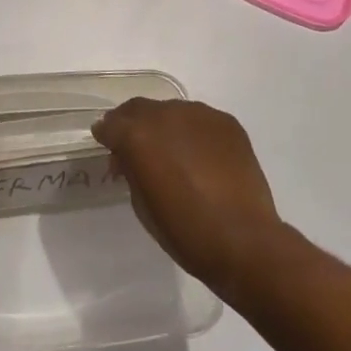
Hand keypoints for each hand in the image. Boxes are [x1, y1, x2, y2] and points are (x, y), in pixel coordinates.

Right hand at [92, 97, 287, 297]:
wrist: (244, 241)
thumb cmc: (185, 232)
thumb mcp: (142, 206)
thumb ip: (131, 170)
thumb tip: (129, 158)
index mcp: (137, 136)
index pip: (111, 124)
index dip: (106, 135)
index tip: (106, 145)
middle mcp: (165, 114)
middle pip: (139, 109)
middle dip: (132, 124)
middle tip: (135, 147)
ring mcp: (199, 114)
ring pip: (171, 111)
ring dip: (165, 127)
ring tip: (174, 154)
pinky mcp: (226, 122)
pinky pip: (200, 121)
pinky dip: (194, 133)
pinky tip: (202, 158)